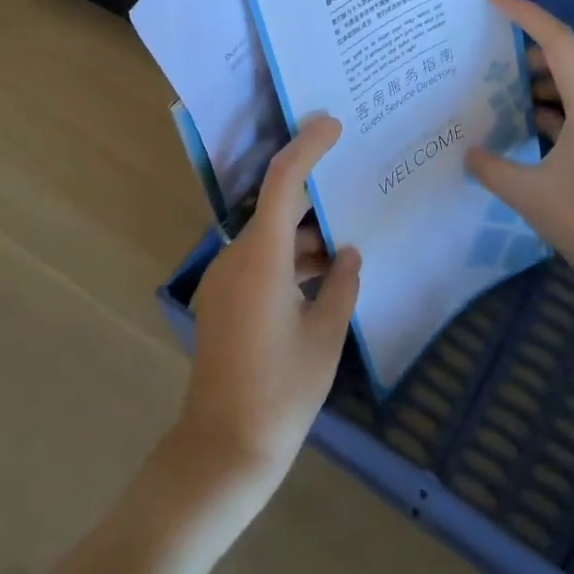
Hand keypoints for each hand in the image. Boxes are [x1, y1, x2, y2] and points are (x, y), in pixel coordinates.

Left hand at [177, 114, 361, 505]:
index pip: (282, 182)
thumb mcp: (325, 337)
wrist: (223, 449)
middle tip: (352, 183)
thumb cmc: (281, 392)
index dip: (306, 147)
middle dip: (313, 195)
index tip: (332, 124)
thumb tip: (348, 255)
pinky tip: (321, 277)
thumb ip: (341, 286)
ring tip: (347, 244)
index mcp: (261, 259)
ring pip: (268, 238)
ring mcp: (223, 280)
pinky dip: (288, 260)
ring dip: (303, 237)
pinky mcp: (221, 301)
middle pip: (275, 208)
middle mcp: (235, 259)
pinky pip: (258, 262)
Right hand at [466, 0, 573, 301]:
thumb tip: (467, 152)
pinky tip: (514, 121)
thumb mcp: (526, 193)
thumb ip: (491, 167)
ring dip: (532, 79)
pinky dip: (541, 107)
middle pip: (562, 57)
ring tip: (493, 83)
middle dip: (524, 45)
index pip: (558, 42)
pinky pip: (567, 110)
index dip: (526, 14)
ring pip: (564, 85)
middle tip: (485, 44)